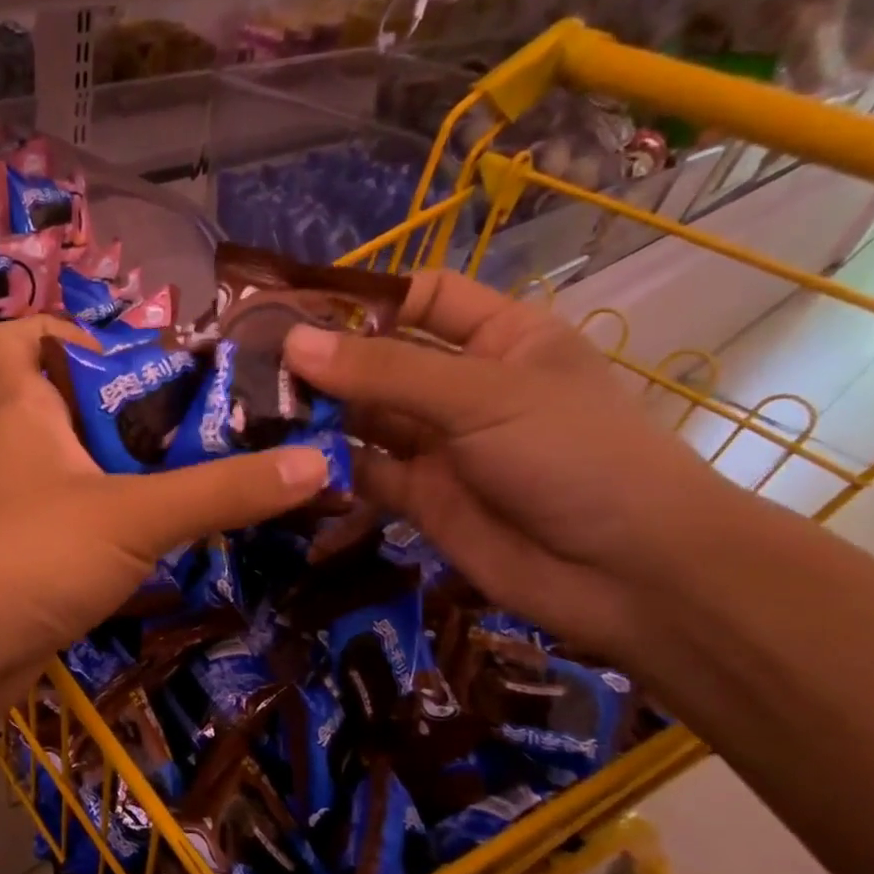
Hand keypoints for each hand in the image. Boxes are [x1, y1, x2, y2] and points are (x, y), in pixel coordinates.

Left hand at [0, 315, 329, 731]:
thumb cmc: (24, 556)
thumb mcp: (132, 515)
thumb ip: (221, 490)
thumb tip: (317, 461)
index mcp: (22, 411)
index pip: (18, 336)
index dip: (65, 330)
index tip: (132, 358)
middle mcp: (18, 453)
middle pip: (75, 408)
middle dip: (141, 415)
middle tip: (215, 428)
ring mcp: (21, 514)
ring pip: (87, 477)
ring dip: (143, 480)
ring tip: (220, 484)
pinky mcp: (31, 566)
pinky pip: (87, 533)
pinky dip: (127, 534)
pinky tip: (180, 548)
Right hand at [283, 270, 733, 656]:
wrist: (627, 576)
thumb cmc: (572, 456)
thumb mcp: (482, 397)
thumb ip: (385, 372)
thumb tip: (293, 342)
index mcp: (499, 338)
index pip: (424, 298)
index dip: (366, 298)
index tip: (295, 307)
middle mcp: (463, 387)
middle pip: (380, 362)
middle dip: (323, 363)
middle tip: (246, 365)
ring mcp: (439, 446)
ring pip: (364, 421)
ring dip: (316, 417)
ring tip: (248, 412)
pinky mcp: (419, 500)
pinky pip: (362, 476)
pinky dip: (327, 471)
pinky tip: (281, 465)